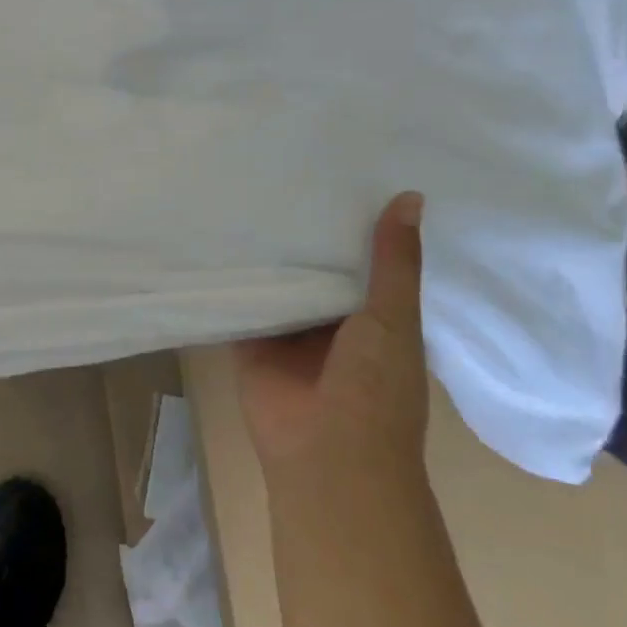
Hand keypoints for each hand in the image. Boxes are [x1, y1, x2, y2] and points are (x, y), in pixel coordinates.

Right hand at [235, 192, 427, 488]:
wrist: (328, 457)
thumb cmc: (377, 389)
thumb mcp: (394, 318)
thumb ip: (394, 262)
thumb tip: (411, 195)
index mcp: (374, 316)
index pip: (362, 258)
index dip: (352, 222)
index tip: (335, 172)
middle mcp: (331, 321)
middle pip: (315, 268)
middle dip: (304, 232)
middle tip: (280, 169)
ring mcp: (290, 333)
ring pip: (277, 283)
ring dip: (266, 252)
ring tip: (243, 191)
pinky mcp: (251, 342)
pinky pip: (241, 304)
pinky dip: (232, 280)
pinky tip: (215, 237)